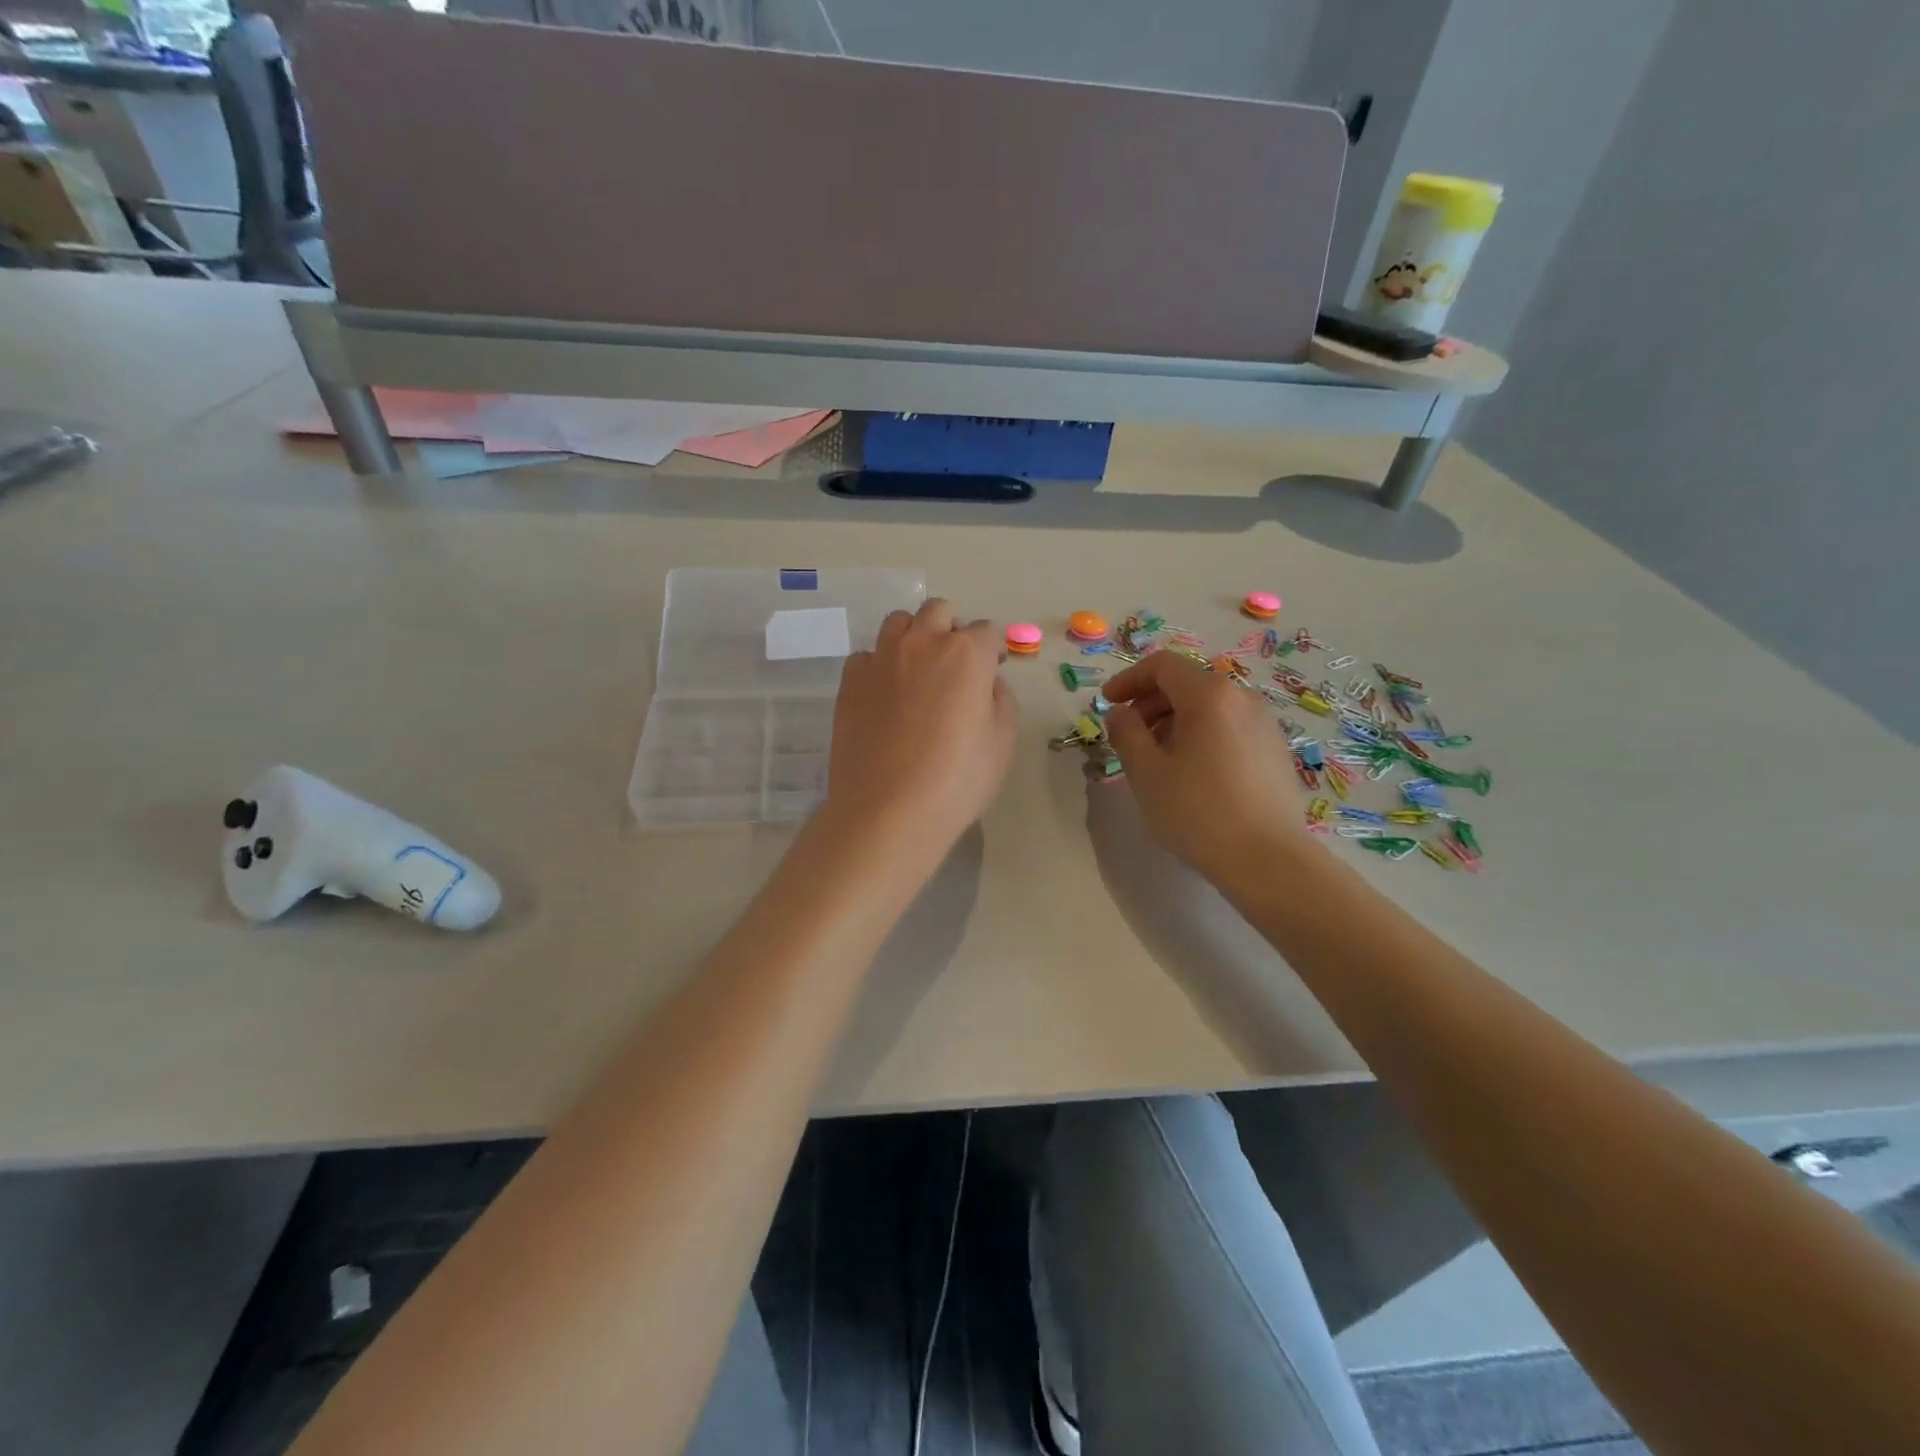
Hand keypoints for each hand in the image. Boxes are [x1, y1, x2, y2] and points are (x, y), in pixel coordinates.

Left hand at [823, 598, 1016, 857]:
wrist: (888, 810)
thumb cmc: (957, 781)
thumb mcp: (1001, 743)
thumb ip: (1000, 699)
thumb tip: (987, 682)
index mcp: (966, 654)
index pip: (987, 632)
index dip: (993, 651)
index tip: (993, 670)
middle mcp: (922, 643)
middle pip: (939, 612)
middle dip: (952, 629)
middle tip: (955, 665)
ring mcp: (880, 658)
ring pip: (898, 623)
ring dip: (914, 636)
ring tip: (916, 670)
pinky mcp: (849, 680)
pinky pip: (867, 655)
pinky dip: (880, 665)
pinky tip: (884, 695)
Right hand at [1102, 651, 1315, 886]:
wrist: (1268, 859)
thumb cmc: (1198, 811)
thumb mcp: (1146, 772)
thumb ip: (1125, 732)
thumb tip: (1120, 713)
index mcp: (1209, 695)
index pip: (1162, 665)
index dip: (1129, 679)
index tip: (1108, 703)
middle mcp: (1242, 698)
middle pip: (1187, 683)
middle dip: (1150, 702)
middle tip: (1128, 735)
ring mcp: (1264, 723)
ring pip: (1209, 707)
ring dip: (1174, 721)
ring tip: (1157, 758)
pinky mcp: (1275, 750)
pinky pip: (1229, 727)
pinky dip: (1201, 735)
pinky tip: (1191, 773)